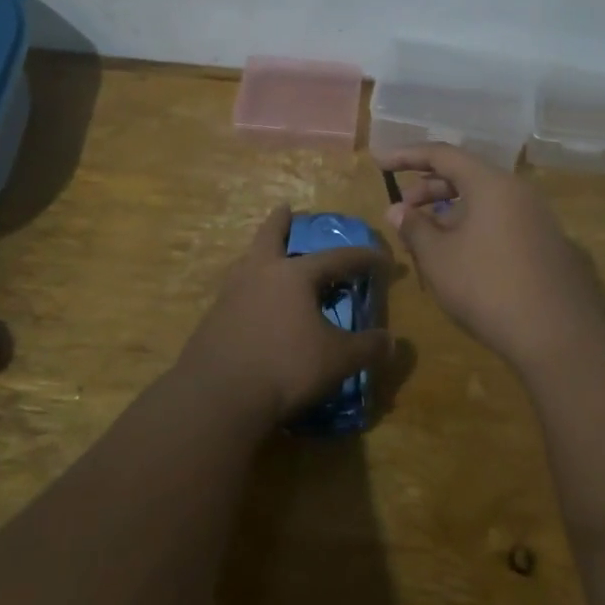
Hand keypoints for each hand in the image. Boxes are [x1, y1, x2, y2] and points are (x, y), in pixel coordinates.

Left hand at [177, 205, 391, 426]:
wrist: (218, 396)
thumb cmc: (285, 367)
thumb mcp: (337, 360)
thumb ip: (367, 348)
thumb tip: (391, 341)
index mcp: (293, 275)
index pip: (336, 258)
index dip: (362, 258)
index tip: (382, 258)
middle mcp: (260, 274)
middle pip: (270, 237)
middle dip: (281, 222)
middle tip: (286, 209)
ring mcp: (231, 294)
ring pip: (248, 261)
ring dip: (260, 253)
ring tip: (266, 255)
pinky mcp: (213, 319)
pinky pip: (236, 291)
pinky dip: (249, 288)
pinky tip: (253, 303)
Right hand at [378, 144, 604, 374]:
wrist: (560, 335)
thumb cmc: (488, 287)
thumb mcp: (439, 258)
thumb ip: (414, 228)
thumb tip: (397, 210)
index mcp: (491, 183)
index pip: (442, 154)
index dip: (407, 156)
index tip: (380, 161)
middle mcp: (518, 191)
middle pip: (466, 175)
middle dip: (429, 187)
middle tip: (403, 208)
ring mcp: (537, 217)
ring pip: (484, 200)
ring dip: (450, 211)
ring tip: (426, 236)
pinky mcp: (546, 243)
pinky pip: (501, 220)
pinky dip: (473, 226)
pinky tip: (458, 255)